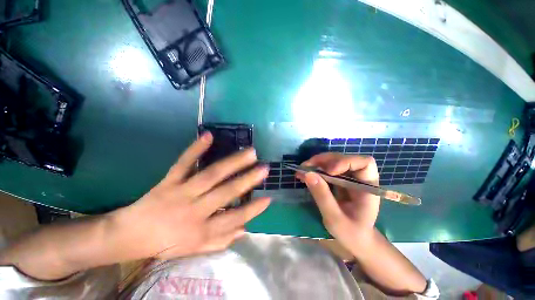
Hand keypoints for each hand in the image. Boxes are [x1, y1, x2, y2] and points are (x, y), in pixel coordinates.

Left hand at [111, 132, 270, 259]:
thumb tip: (245, 230)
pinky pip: (184, 163)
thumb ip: (221, 241)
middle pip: (226, 193)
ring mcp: (181, 192)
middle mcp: (194, 210)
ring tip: (250, 152)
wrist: (130, 235)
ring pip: (211, 175)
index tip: (268, 198)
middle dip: (248, 180)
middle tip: (265, 168)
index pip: (234, 219)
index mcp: (201, 230)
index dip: (253, 210)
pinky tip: (208, 135)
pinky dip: (195, 149)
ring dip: (233, 163)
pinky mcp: (169, 181)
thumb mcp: (196, 249)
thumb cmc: (167, 244)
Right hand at [297, 153, 379, 249]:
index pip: (364, 163)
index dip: (346, 162)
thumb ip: (323, 196)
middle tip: (306, 167)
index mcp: (368, 188)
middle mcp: (360, 178)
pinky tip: (304, 174)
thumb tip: (308, 174)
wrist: (355, 239)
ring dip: (317, 163)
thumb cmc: (351, 234)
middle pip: (344, 158)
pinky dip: (315, 169)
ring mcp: (349, 178)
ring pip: (333, 161)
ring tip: (302, 170)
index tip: (328, 171)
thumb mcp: (335, 219)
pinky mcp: (339, 180)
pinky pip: (326, 169)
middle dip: (324, 160)